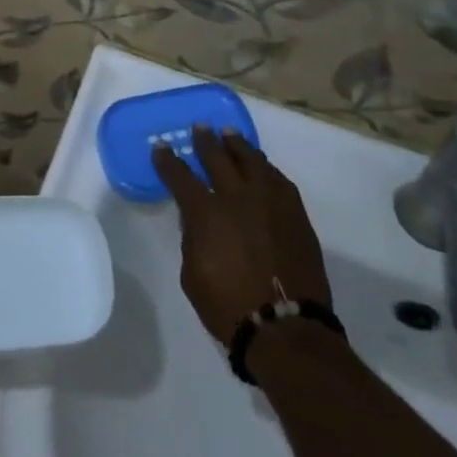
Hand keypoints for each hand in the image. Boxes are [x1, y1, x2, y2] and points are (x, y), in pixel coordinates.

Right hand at [153, 127, 332, 344]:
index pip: (180, 176)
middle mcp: (236, 197)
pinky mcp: (295, 213)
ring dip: (237, 145)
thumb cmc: (229, 307)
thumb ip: (192, 240)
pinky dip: (265, 168)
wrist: (286, 328)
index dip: (168, 160)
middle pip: (217, 158)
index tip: (161, 147)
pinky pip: (278, 179)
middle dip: (205, 141)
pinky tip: (261, 165)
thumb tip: (197, 222)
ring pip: (251, 161)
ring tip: (229, 134)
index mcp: (206, 213)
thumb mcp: (192, 275)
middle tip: (199, 128)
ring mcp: (269, 202)